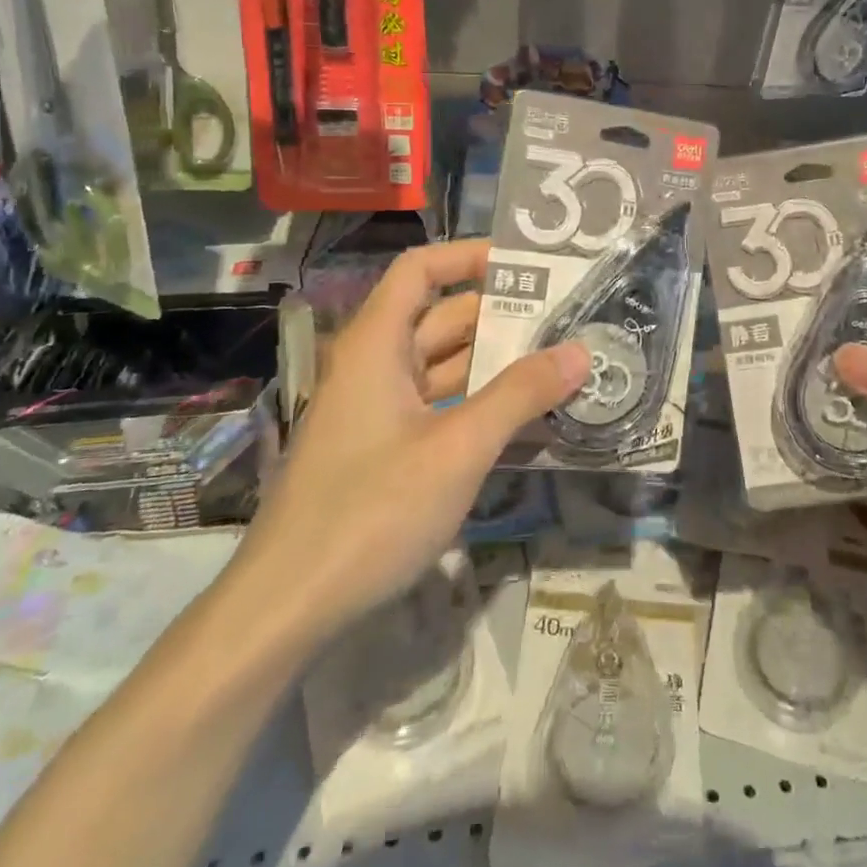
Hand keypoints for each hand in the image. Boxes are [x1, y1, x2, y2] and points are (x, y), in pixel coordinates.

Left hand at [232, 239, 589, 643]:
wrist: (286, 610)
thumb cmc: (370, 512)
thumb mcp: (458, 448)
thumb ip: (520, 395)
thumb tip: (580, 350)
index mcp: (377, 344)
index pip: (421, 270)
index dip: (469, 256)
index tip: (527, 264)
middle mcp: (375, 366)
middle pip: (442, 318)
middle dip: (502, 315)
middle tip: (568, 318)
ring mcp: (378, 411)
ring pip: (444, 367)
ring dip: (496, 364)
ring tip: (560, 362)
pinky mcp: (383, 451)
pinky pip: (439, 407)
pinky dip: (479, 404)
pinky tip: (525, 418)